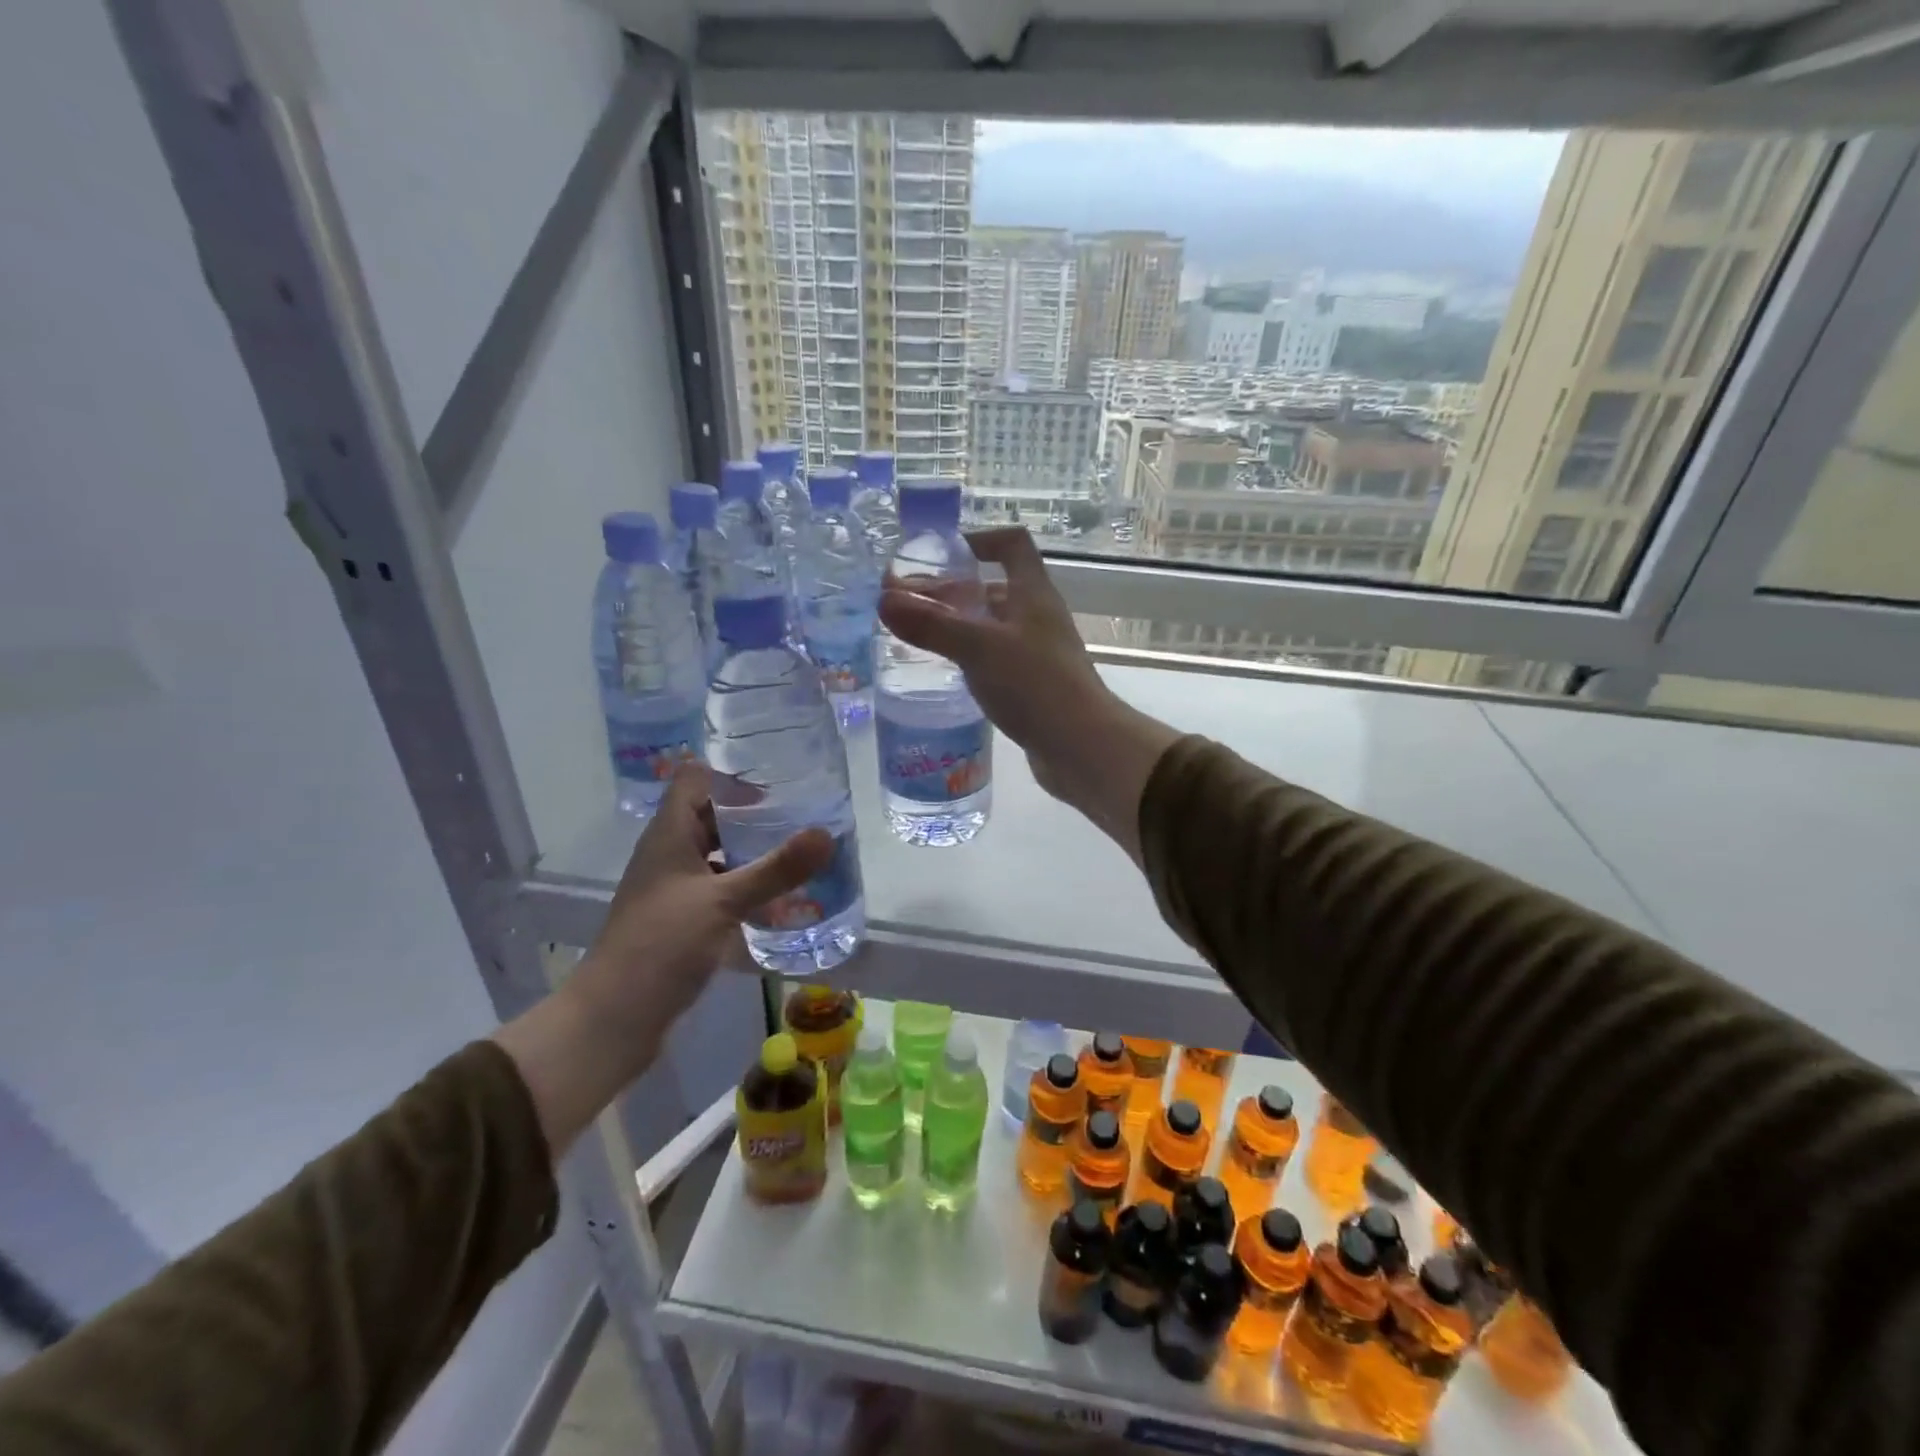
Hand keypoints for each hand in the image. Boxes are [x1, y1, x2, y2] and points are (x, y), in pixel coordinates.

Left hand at [495, 765, 830, 1157]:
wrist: (614, 1018)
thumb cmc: (661, 945)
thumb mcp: (723, 901)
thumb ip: (776, 869)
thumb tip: (826, 834)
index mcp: (669, 834)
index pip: (695, 778)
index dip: (730, 769)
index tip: (777, 773)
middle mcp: (670, 854)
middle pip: (712, 815)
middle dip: (756, 811)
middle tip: (805, 810)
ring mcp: (676, 888)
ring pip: (720, 854)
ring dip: (755, 851)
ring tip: (802, 849)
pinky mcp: (684, 919)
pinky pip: (721, 889)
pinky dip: (749, 887)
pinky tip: (783, 897)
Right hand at [877, 527, 1178, 859]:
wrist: (1082, 746)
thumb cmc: (1035, 685)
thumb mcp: (979, 648)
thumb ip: (932, 625)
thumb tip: (883, 600)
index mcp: (1032, 594)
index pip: (1012, 545)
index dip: (980, 539)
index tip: (942, 554)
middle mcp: (1037, 617)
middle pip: (993, 589)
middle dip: (950, 591)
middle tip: (906, 604)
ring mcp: (1037, 652)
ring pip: (992, 627)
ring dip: (958, 625)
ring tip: (916, 636)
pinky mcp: (1033, 685)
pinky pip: (996, 659)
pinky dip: (970, 657)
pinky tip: (946, 671)